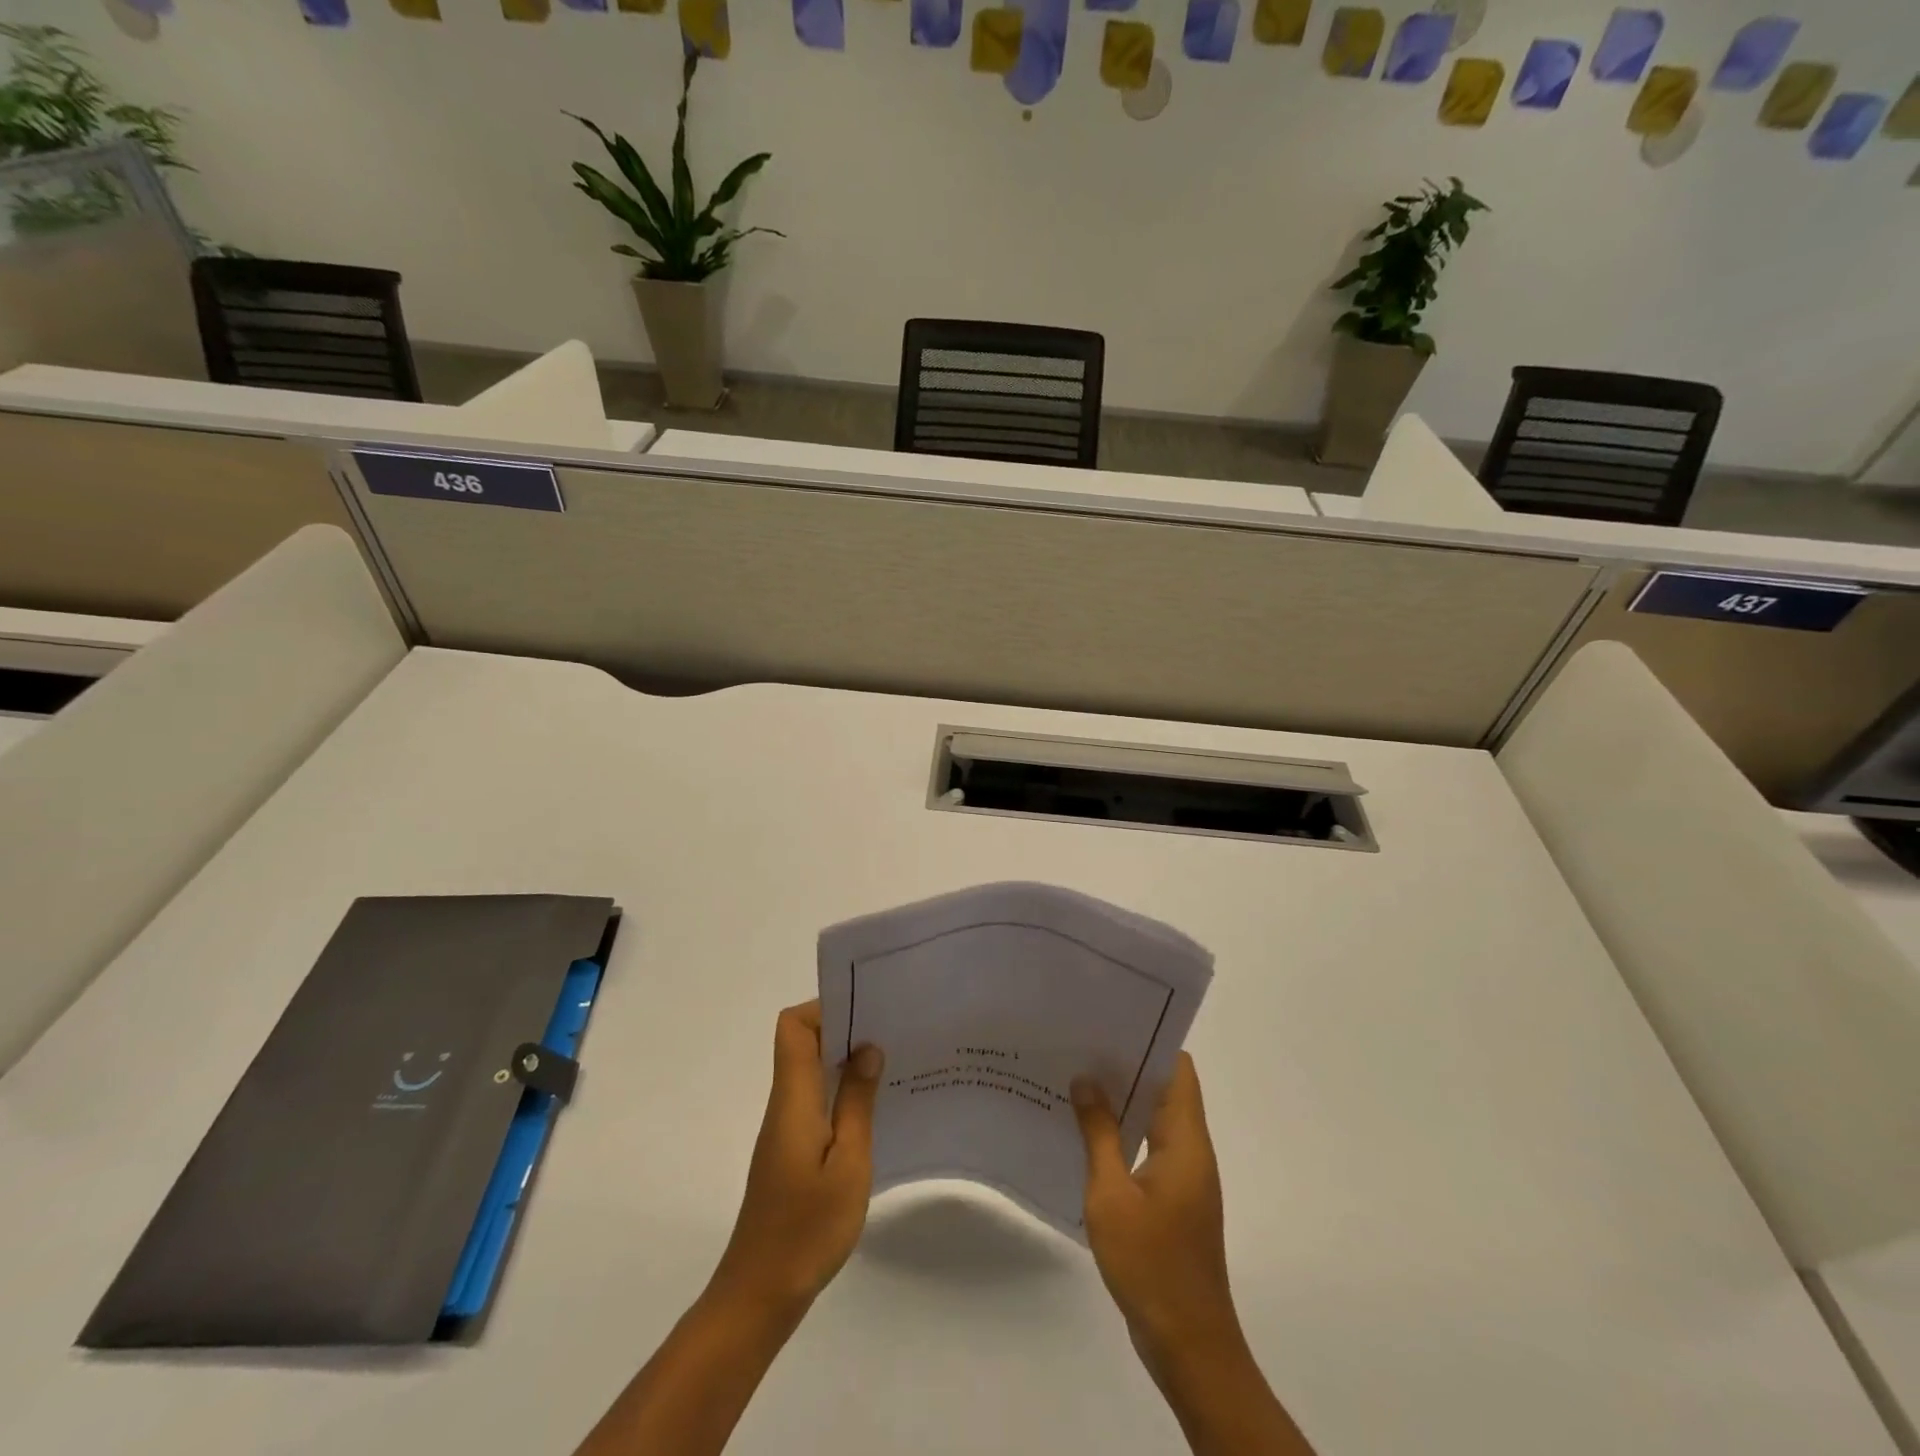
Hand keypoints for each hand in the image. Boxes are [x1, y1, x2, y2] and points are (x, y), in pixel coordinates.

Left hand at [711, 1000, 882, 1315]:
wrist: (761, 1294)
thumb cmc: (807, 1228)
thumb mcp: (848, 1163)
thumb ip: (857, 1101)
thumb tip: (867, 1048)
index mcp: (793, 1098)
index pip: (793, 1028)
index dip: (824, 1009)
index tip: (865, 1011)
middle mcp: (784, 1103)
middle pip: (803, 1042)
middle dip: (844, 1028)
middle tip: (891, 1032)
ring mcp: (785, 1128)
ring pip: (811, 1071)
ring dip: (845, 1060)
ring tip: (892, 1064)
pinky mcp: (791, 1150)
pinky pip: (815, 1099)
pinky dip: (841, 1091)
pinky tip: (874, 1108)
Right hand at [1072, 1054, 1241, 1368]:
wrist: (1188, 1344)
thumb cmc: (1151, 1263)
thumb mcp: (1111, 1194)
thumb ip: (1099, 1134)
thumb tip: (1086, 1080)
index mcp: (1185, 1140)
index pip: (1179, 1070)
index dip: (1150, 1042)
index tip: (1111, 1024)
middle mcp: (1191, 1151)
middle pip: (1165, 1090)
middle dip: (1127, 1067)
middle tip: (1080, 1047)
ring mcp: (1184, 1178)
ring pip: (1155, 1120)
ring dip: (1122, 1103)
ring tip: (1075, 1082)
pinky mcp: (1173, 1201)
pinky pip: (1148, 1149)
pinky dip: (1122, 1135)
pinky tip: (1085, 1137)